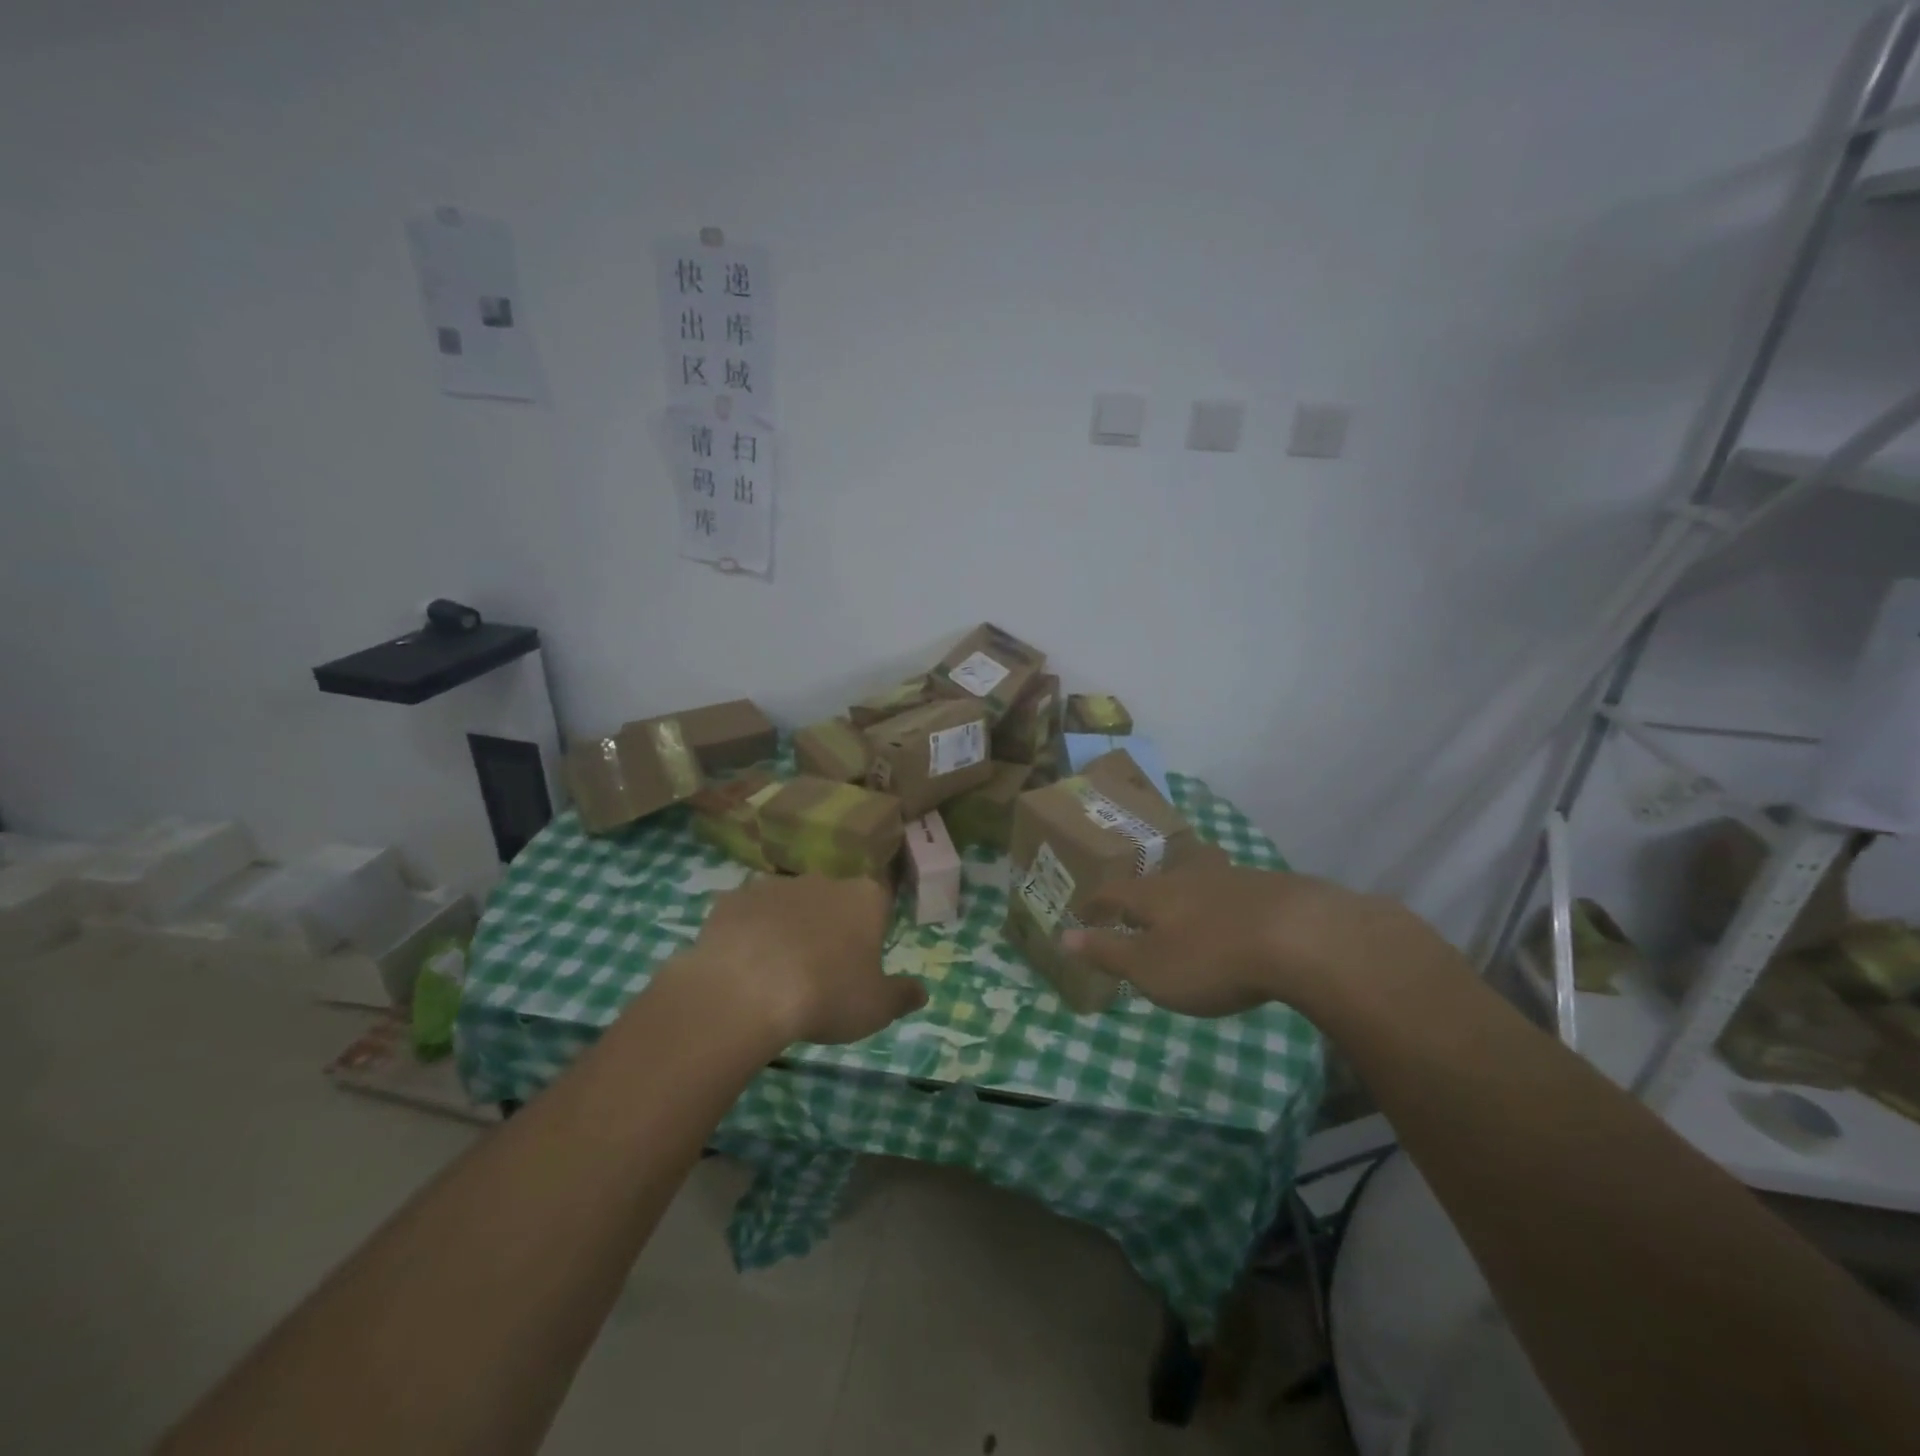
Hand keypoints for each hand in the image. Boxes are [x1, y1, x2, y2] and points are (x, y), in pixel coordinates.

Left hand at [675, 874, 926, 1046]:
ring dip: (787, 926)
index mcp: (865, 898)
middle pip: (832, 898)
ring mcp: (774, 885)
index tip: (862, 957)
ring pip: (788, 903)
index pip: (879, 900)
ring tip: (776, 971)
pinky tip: (741, 966)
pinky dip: (747, 934)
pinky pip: (746, 915)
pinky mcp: (733, 899)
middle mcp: (823, 880)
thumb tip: (922, 991)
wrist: (746, 991)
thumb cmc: (827, 996)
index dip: (872, 927)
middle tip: (821, 968)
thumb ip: (902, 995)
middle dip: (828, 924)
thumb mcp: (877, 1008)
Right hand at [1061, 866, 1443, 1019]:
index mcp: (1155, 894)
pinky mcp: (1272, 889)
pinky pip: (1238, 890)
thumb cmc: (1211, 958)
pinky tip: (1240, 915)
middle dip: (1147, 889)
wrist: (1300, 936)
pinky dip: (1228, 901)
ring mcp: (1234, 878)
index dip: (1096, 903)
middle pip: (1161, 876)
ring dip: (1189, 889)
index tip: (1083, 911)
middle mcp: (1190, 877)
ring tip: (1189, 902)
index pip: (1115, 892)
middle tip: (1140, 899)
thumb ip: (1108, 952)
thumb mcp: (1150, 967)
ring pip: (1202, 876)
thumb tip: (1062, 937)